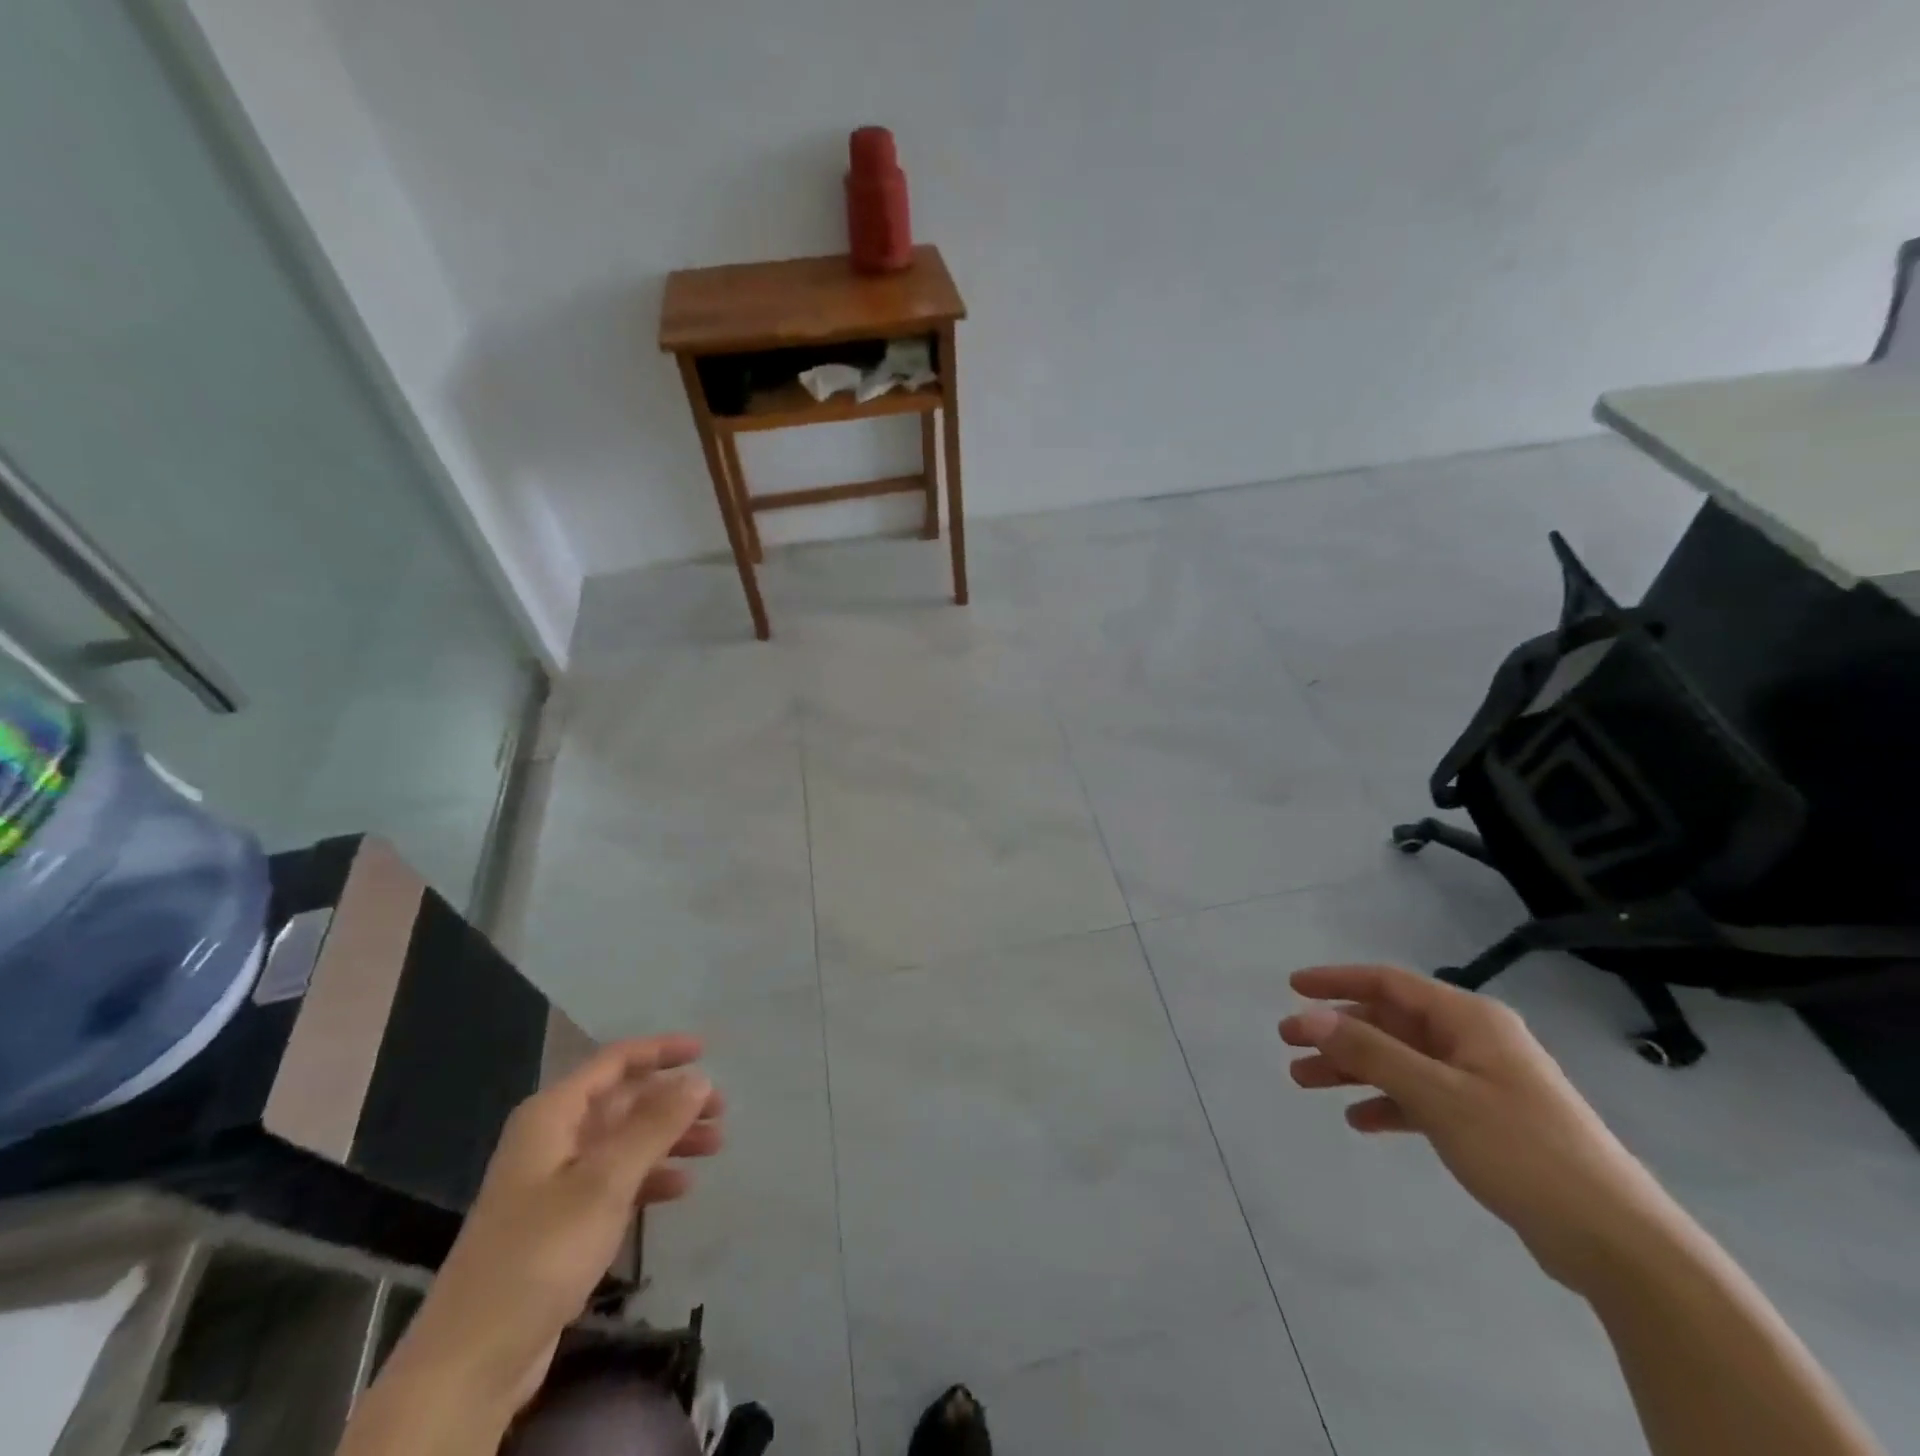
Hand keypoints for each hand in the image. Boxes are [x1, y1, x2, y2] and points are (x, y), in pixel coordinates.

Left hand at [388, 1035, 724, 1411]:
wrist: (472, 1361)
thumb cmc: (540, 1253)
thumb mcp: (605, 1181)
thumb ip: (655, 1125)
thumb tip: (699, 1078)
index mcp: (552, 1115)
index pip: (614, 1062)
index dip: (660, 1051)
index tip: (705, 1052)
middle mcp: (553, 1138)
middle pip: (623, 1101)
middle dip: (672, 1101)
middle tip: (721, 1109)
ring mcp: (556, 1182)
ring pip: (624, 1141)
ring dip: (669, 1139)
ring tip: (714, 1146)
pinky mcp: (562, 1223)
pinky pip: (616, 1181)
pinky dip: (649, 1178)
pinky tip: (680, 1188)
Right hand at [1279, 965, 1675, 1292]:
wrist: (1617, 1243)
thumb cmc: (1523, 1150)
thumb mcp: (1437, 1095)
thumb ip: (1369, 1052)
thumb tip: (1308, 1015)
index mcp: (1470, 1020)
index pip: (1390, 982)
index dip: (1337, 981)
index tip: (1293, 987)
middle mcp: (1474, 1041)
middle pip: (1390, 1022)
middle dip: (1337, 1031)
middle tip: (1288, 1042)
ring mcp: (1481, 1082)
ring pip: (1400, 1061)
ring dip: (1353, 1069)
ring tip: (1304, 1082)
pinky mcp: (1486, 1122)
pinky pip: (1421, 1098)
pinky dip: (1387, 1104)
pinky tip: (1360, 1121)